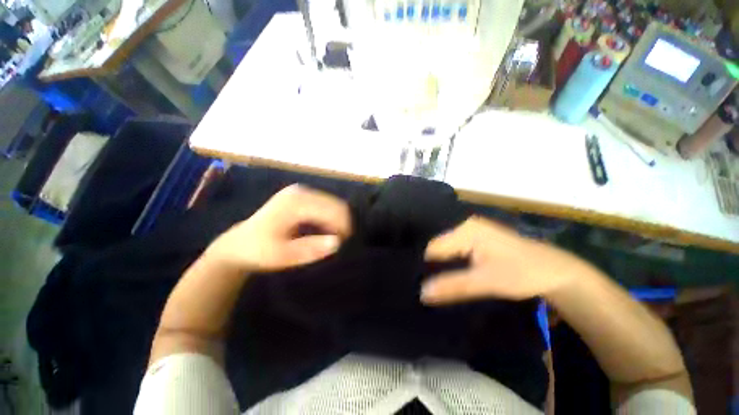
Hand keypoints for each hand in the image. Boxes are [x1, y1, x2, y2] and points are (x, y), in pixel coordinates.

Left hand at [205, 185, 351, 271]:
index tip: (343, 245)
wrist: (239, 243)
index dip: (343, 228)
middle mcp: (301, 191)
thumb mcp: (283, 256)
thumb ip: (311, 249)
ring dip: (338, 221)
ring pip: (334, 204)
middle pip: (336, 204)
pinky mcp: (302, 195)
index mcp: (295, 203)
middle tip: (340, 244)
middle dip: (343, 224)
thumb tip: (338, 242)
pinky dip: (331, 218)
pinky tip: (325, 230)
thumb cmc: (259, 251)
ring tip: (333, 238)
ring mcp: (301, 191)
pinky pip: (326, 204)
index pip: (333, 210)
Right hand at [421, 216, 583, 303]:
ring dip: (443, 266)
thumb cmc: (522, 273)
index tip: (422, 284)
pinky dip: (453, 264)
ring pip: (447, 250)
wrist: (556, 272)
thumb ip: (453, 286)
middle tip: (429, 286)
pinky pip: (456, 251)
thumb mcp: (486, 282)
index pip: (433, 248)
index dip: (426, 266)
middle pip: (439, 247)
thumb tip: (422, 293)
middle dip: (434, 266)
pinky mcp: (477, 240)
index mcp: (465, 230)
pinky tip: (452, 275)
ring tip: (437, 283)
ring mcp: (472, 232)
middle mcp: (465, 226)